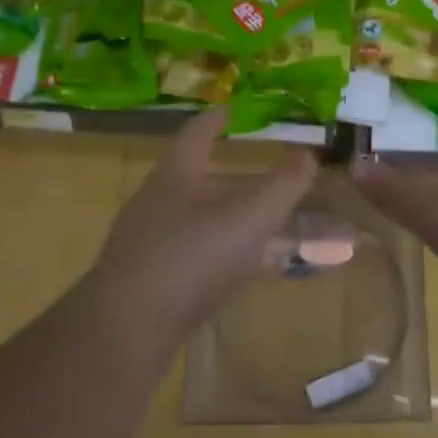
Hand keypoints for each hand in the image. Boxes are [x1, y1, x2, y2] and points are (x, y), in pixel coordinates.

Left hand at [85, 106, 317, 349]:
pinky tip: (250, 269)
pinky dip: (230, 254)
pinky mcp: (153, 281)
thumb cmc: (192, 255)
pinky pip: (200, 255)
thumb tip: (309, 157)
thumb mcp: (250, 216)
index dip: (217, 119)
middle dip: (238, 177)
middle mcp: (159, 201)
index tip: (232, 109)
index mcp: (177, 173)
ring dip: (238, 219)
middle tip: (272, 177)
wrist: (128, 328)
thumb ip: (284, 186)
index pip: (198, 133)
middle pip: (202, 178)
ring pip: (204, 220)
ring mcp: (152, 242)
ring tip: (272, 225)